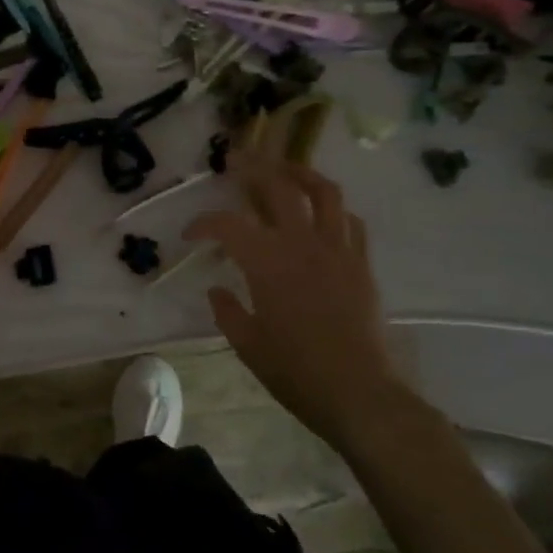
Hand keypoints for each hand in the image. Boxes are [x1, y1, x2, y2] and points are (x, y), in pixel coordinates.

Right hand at [184, 154, 401, 433]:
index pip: (227, 225)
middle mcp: (302, 243)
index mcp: (267, 262)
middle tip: (236, 159)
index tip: (190, 234)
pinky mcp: (361, 263)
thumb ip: (227, 311)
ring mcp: (337, 249)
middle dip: (253, 168)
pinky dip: (333, 208)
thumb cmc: (295, 371)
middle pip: (278, 186)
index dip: (204, 223)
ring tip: (285, 168)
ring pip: (323, 192)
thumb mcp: (247, 345)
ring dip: (300, 172)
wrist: (359, 394)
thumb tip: (216, 290)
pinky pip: (350, 221)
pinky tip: (322, 213)